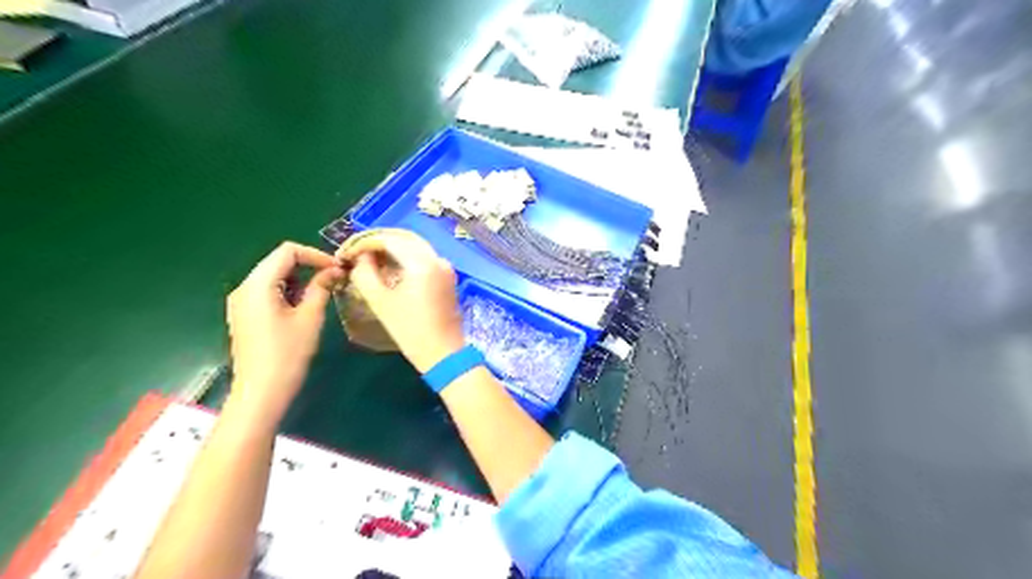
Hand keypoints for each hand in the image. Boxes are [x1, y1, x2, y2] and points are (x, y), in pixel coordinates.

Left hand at [225, 242, 344, 422]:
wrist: (260, 392)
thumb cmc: (287, 354)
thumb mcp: (310, 318)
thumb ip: (321, 288)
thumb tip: (334, 270)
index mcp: (258, 285)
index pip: (287, 251)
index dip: (315, 255)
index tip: (338, 268)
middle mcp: (244, 288)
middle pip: (277, 261)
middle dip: (308, 265)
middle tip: (335, 278)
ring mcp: (241, 302)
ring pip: (273, 276)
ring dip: (300, 278)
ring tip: (324, 291)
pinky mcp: (244, 315)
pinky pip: (267, 291)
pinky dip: (288, 290)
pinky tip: (304, 306)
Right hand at [340, 230, 464, 373]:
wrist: (444, 353)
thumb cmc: (410, 330)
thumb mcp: (380, 302)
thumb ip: (364, 273)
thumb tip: (361, 257)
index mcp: (422, 262)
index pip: (388, 240)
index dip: (364, 243)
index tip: (345, 254)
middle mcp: (437, 258)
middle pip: (403, 238)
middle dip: (377, 243)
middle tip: (356, 254)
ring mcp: (445, 267)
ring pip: (414, 246)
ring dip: (391, 249)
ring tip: (368, 260)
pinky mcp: (447, 276)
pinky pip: (423, 257)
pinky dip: (405, 257)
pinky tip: (389, 268)